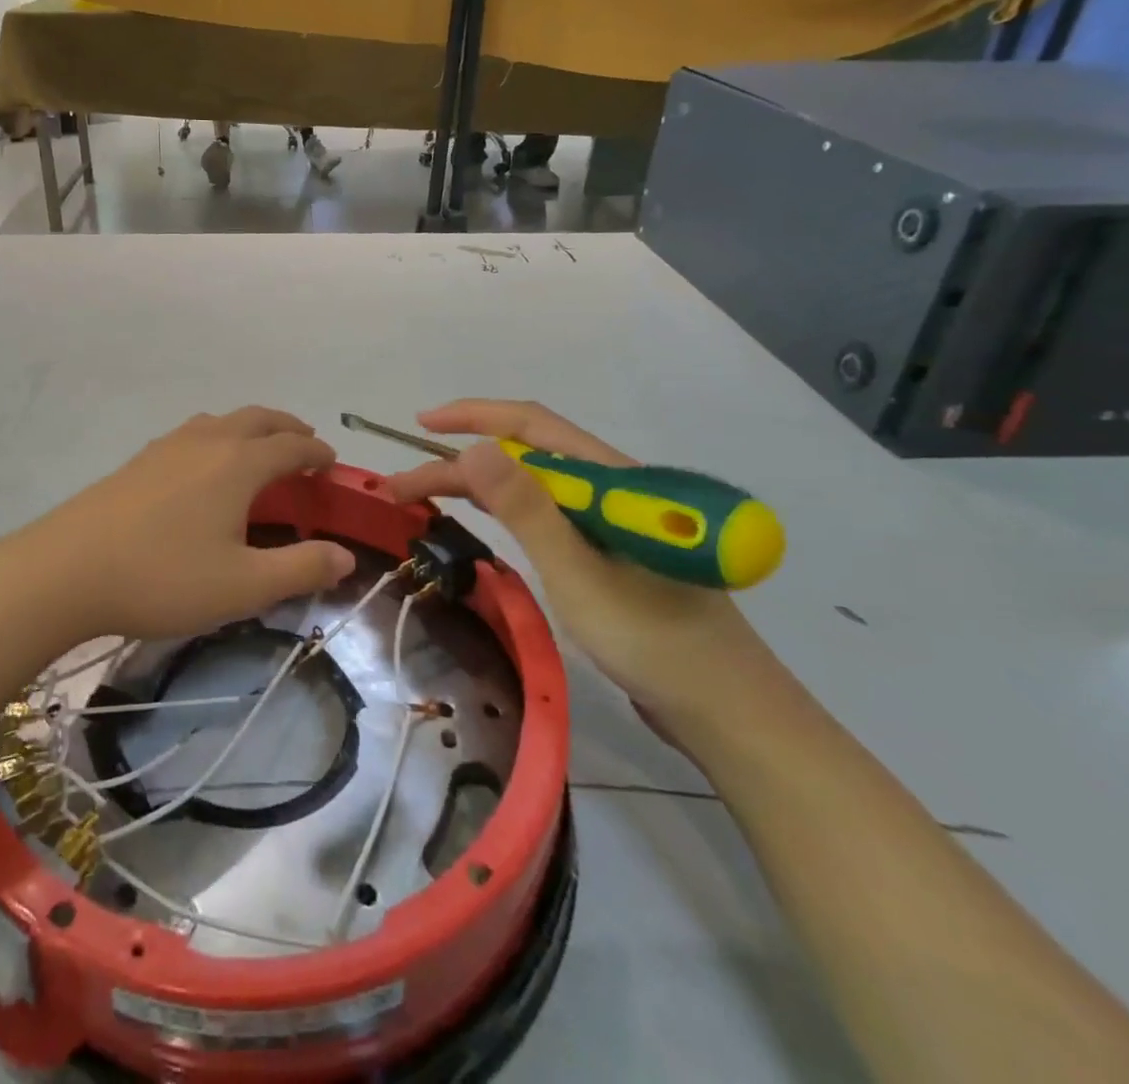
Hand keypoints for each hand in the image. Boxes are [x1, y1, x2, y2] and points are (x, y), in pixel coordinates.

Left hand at [30, 407, 355, 640]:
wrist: (66, 570)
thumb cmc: (163, 577)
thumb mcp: (243, 586)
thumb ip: (300, 569)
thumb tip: (346, 557)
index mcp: (238, 463)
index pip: (291, 446)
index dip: (317, 453)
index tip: (331, 465)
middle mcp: (206, 441)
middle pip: (258, 418)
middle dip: (287, 428)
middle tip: (304, 446)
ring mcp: (167, 446)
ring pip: (221, 421)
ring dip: (250, 428)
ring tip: (258, 452)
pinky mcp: (138, 461)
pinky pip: (192, 433)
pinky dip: (217, 437)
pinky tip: (203, 468)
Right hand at [387, 399, 775, 740]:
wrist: (724, 712)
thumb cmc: (652, 640)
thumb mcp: (577, 574)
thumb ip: (526, 508)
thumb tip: (474, 447)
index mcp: (612, 479)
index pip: (533, 425)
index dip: (474, 416)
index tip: (421, 424)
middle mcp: (611, 488)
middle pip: (527, 454)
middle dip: (461, 461)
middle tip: (404, 486)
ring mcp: (612, 520)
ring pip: (534, 484)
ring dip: (479, 484)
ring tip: (427, 495)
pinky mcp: (610, 550)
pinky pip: (547, 513)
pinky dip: (506, 509)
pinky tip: (483, 514)